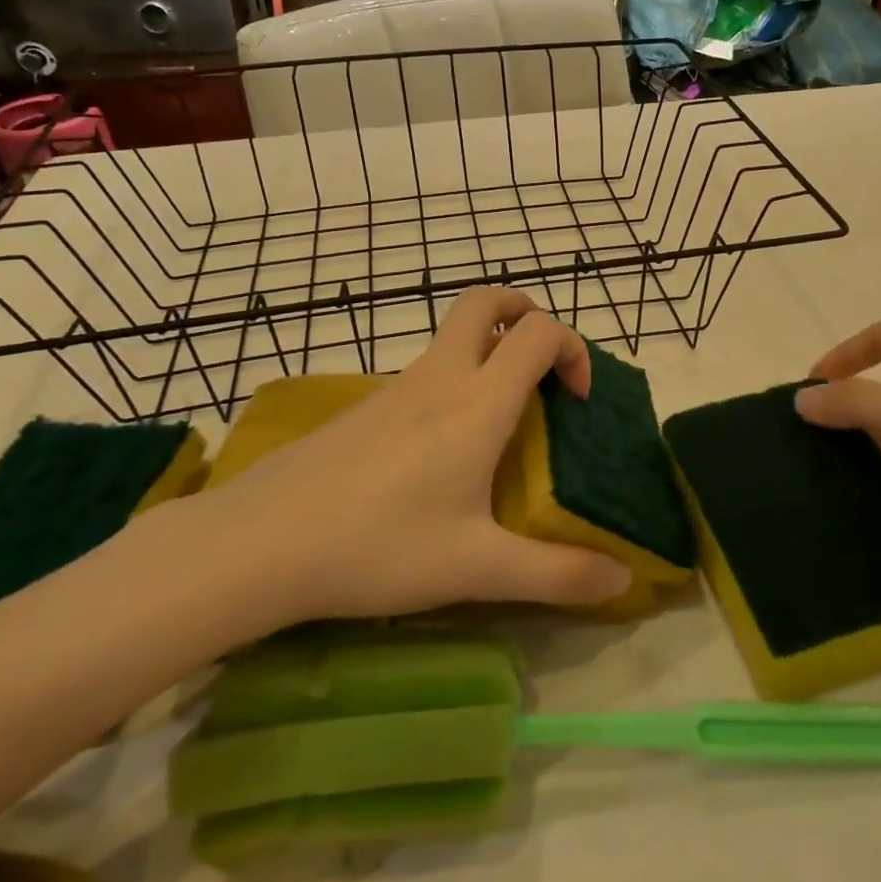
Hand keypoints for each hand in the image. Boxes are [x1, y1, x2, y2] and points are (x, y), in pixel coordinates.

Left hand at [165, 288, 630, 636]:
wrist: (259, 542)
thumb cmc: (379, 545)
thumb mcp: (477, 568)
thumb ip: (556, 574)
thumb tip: (621, 580)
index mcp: (478, 402)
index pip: (539, 332)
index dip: (573, 348)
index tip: (577, 400)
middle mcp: (440, 376)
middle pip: (486, 301)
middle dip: (525, 311)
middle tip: (542, 364)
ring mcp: (396, 386)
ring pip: (452, 335)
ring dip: (489, 350)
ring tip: (501, 420)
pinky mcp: (365, 406)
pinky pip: (424, 371)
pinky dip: (453, 380)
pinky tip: (442, 452)